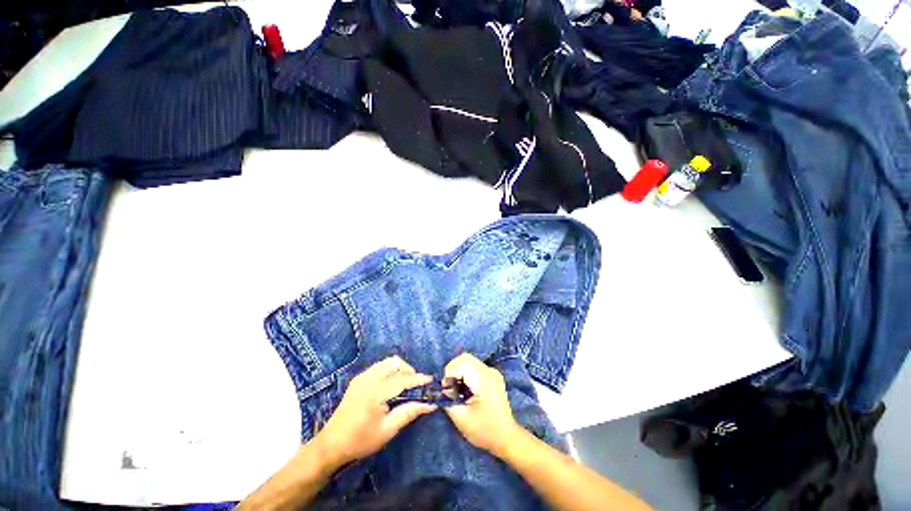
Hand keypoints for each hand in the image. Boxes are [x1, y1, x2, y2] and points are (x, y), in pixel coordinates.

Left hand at [314, 356, 435, 466]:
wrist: (330, 445)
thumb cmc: (360, 441)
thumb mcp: (387, 430)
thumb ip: (409, 412)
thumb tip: (430, 404)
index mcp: (375, 393)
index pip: (402, 379)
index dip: (418, 379)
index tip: (431, 381)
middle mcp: (368, 379)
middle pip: (395, 363)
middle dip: (408, 370)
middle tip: (415, 386)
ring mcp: (361, 377)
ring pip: (387, 362)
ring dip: (399, 369)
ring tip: (405, 385)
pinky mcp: (358, 379)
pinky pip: (379, 366)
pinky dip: (389, 371)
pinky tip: (391, 386)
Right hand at [443, 353, 520, 455]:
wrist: (506, 437)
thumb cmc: (484, 430)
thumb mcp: (461, 418)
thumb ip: (448, 400)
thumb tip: (441, 389)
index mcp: (483, 379)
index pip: (461, 363)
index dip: (449, 374)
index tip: (446, 390)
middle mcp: (489, 371)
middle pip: (465, 358)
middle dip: (453, 370)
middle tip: (449, 389)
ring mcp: (492, 372)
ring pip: (469, 361)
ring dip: (459, 372)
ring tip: (458, 390)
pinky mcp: (492, 376)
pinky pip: (474, 367)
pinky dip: (466, 374)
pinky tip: (466, 390)